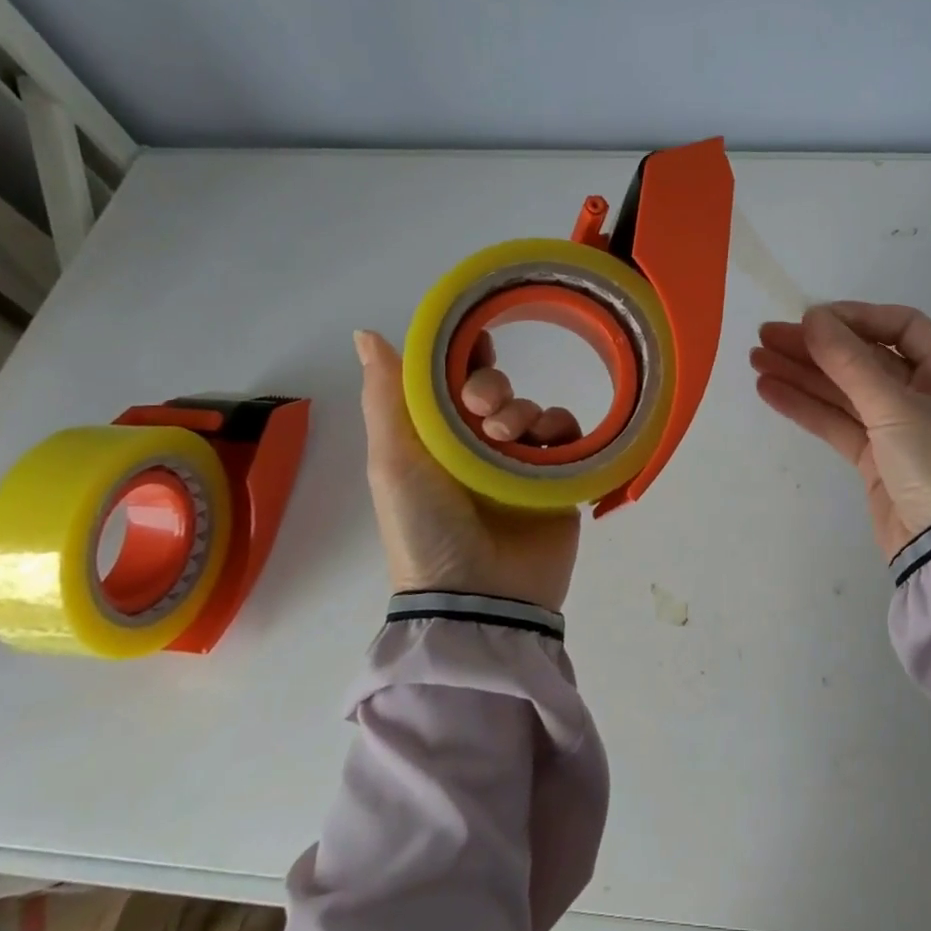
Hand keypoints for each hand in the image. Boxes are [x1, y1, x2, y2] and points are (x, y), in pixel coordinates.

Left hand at [354, 330, 580, 610]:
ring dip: (523, 410)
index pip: (450, 383)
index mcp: (435, 440)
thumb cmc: (427, 526)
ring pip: (531, 409)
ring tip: (510, 438)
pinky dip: (560, 430)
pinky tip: (547, 444)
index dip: (460, 358)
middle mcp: (476, 447)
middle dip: (490, 387)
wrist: (479, 597)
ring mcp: (518, 464)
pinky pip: (566, 436)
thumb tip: (364, 332)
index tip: (474, 343)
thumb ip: (385, 397)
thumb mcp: (394, 461)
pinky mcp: (556, 480)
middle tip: (484, 409)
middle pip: (494, 391)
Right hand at [749, 303, 930, 559]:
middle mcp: (928, 394)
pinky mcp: (878, 459)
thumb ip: (849, 361)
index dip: (855, 317)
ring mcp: (901, 428)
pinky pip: (839, 422)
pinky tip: (770, 391)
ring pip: (846, 391)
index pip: (901, 326)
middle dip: (817, 347)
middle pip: (865, 358)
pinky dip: (807, 407)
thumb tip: (813, 317)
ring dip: (803, 375)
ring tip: (755, 360)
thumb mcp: (895, 407)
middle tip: (766, 336)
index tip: (810, 319)